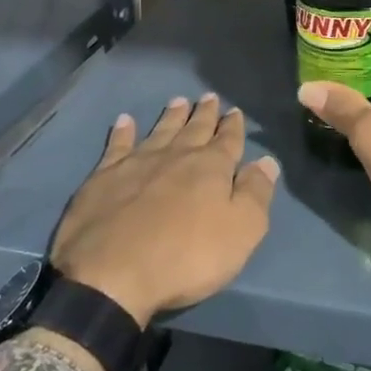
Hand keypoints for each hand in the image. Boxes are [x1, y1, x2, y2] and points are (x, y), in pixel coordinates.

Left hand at [50, 94, 278, 326]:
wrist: (112, 274)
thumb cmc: (186, 257)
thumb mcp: (241, 231)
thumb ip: (255, 193)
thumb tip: (267, 161)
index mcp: (211, 168)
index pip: (227, 141)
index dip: (233, 126)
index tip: (234, 111)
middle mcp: (176, 156)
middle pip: (194, 129)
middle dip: (204, 114)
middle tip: (209, 97)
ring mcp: (137, 163)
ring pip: (159, 131)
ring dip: (171, 116)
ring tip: (178, 101)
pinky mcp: (104, 178)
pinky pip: (117, 146)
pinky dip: (122, 132)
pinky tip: (124, 121)